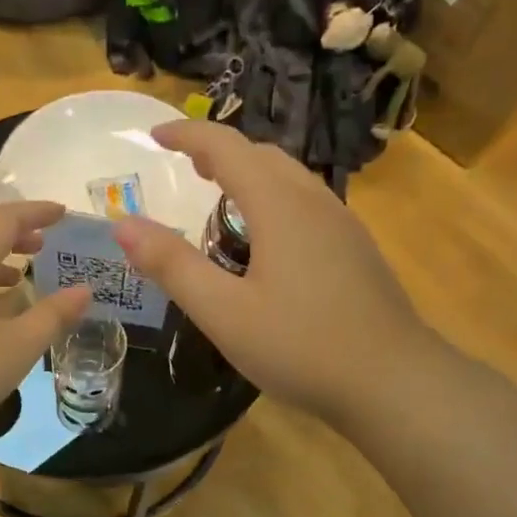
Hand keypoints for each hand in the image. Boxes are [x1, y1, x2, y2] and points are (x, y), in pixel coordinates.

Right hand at [114, 122, 426, 424]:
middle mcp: (314, 201)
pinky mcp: (356, 251)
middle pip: (263, 156)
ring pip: (290, 179)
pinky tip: (266, 241)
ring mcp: (343, 225)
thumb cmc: (300, 346)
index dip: (188, 134)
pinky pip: (307, 205)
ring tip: (219, 198)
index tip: (154, 135)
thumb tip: (124, 225)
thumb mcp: (223, 312)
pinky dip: (273, 201)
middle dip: (219, 151)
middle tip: (184, 165)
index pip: (226, 147)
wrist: (392, 381)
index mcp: (279, 206)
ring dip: (249, 175)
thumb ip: (173, 266)